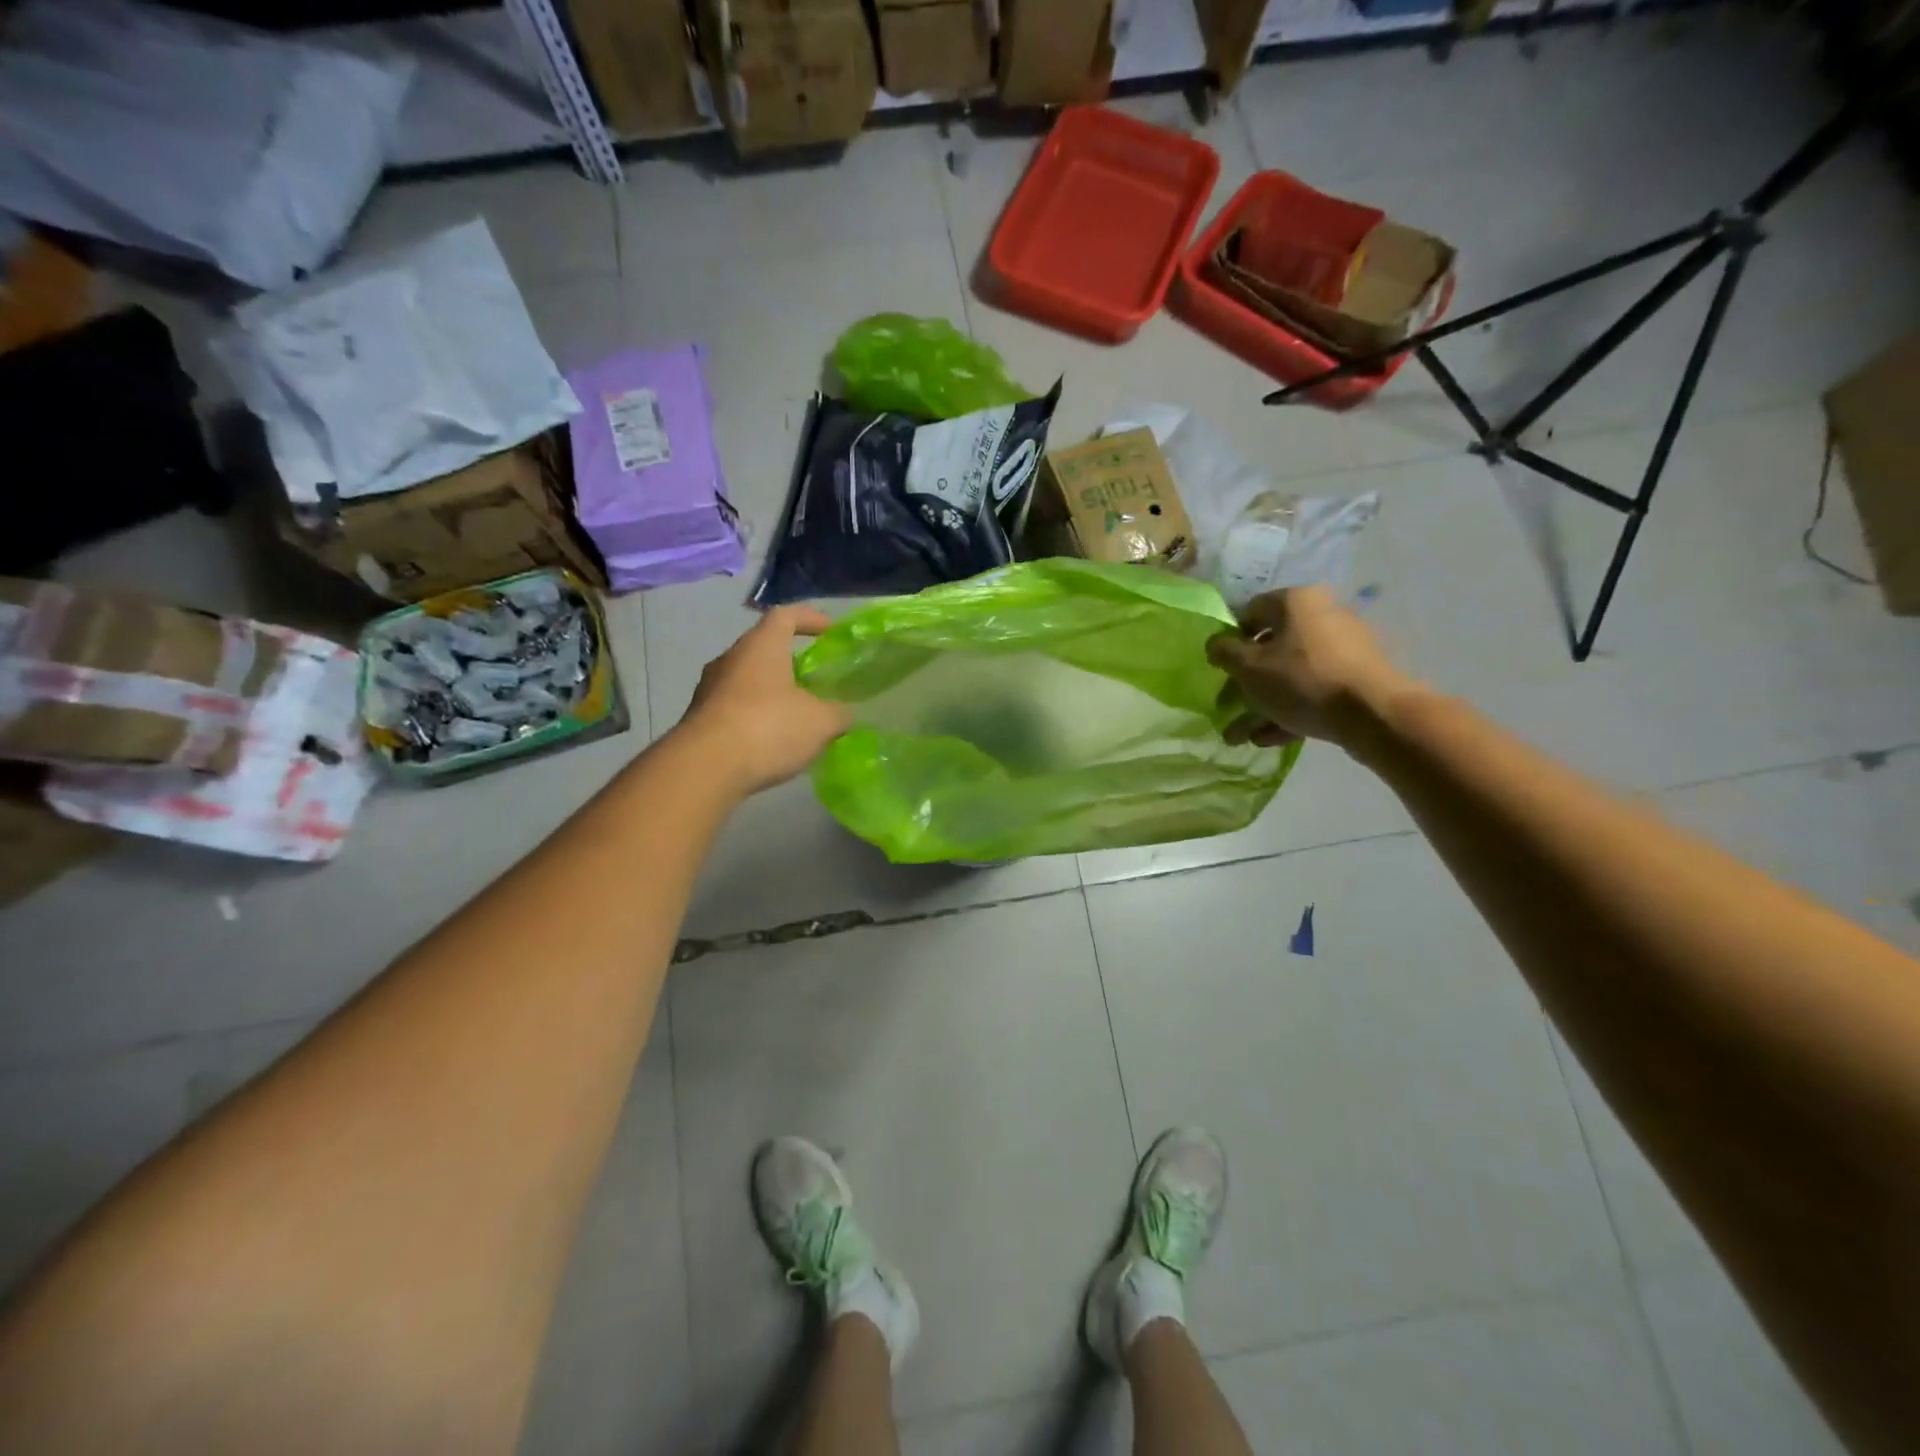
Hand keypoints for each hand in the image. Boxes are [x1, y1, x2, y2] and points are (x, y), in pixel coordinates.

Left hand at [677, 606, 853, 796]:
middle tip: (814, 681)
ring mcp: (709, 689)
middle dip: (790, 662)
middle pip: (763, 649)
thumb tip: (843, 714)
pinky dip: (755, 718)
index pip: (785, 615)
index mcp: (761, 646)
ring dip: (771, 693)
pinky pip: (734, 709)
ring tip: (795, 717)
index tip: (829, 629)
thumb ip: (838, 714)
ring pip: (747, 681)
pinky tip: (771, 742)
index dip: (809, 618)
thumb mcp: (820, 723)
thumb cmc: (768, 728)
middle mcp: (730, 659)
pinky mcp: (698, 720)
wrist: (704, 768)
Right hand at [1206, 586, 1410, 750]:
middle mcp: (1322, 615)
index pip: (1249, 611)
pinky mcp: (1357, 677)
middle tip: (1228, 708)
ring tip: (1241, 737)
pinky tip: (1270, 739)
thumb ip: (1224, 652)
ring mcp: (1343, 647)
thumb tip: (1216, 644)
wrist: (1373, 713)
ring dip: (1263, 704)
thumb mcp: (1248, 667)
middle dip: (1245, 684)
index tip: (1218, 669)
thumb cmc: (1301, 680)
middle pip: (1270, 648)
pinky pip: (1314, 689)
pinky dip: (1290, 710)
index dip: (1229, 640)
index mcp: (1295, 601)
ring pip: (1291, 674)